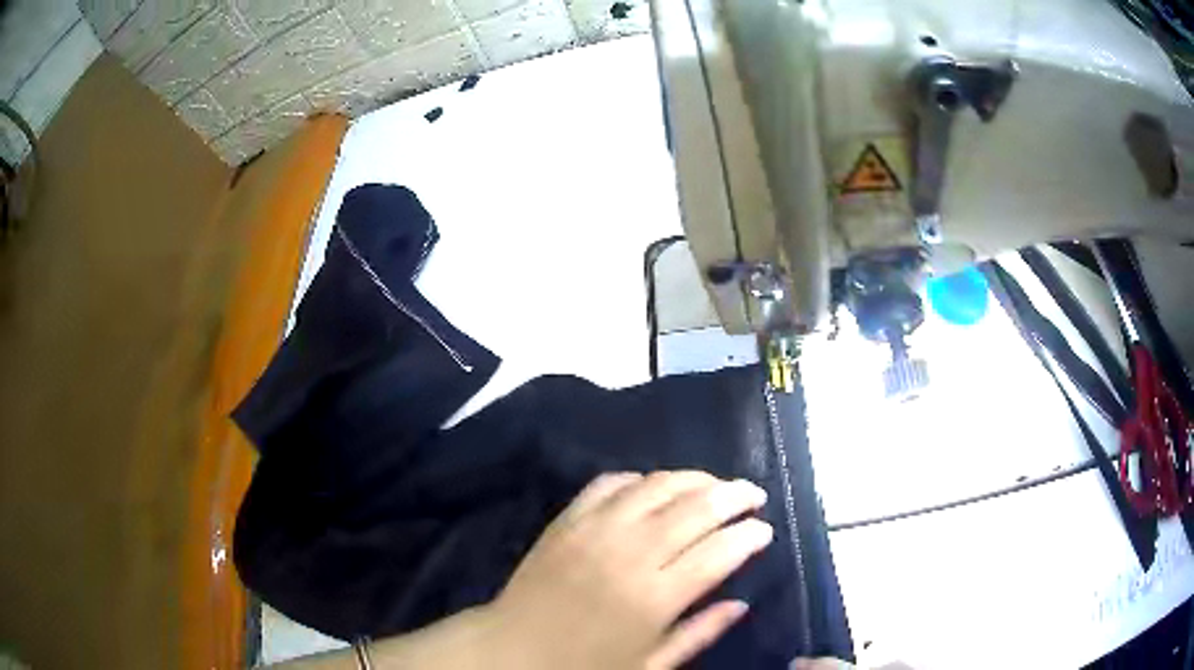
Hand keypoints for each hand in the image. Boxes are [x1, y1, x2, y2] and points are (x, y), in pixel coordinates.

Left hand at [484, 471, 772, 669]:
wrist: (511, 649)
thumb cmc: (583, 666)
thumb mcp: (649, 666)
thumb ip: (699, 634)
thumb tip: (741, 604)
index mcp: (655, 597)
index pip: (720, 551)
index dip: (750, 535)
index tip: (765, 531)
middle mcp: (631, 553)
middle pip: (697, 507)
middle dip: (736, 495)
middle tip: (754, 495)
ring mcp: (595, 529)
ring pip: (658, 484)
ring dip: (695, 478)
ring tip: (715, 486)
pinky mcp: (567, 519)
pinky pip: (610, 482)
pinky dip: (640, 479)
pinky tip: (654, 487)